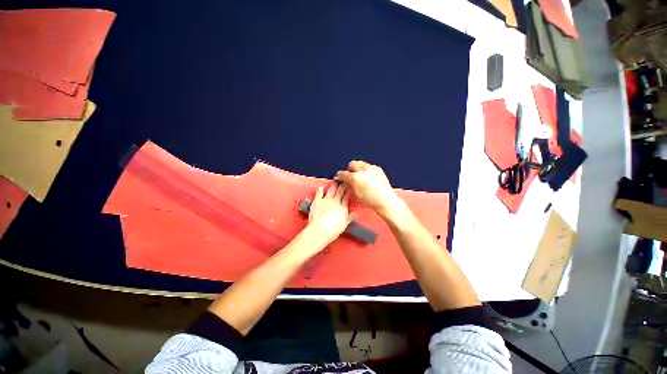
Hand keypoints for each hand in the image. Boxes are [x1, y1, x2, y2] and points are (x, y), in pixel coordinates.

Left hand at [307, 183, 351, 245]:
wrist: (321, 229)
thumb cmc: (334, 229)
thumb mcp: (345, 224)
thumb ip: (350, 217)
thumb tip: (356, 213)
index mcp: (343, 207)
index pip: (346, 197)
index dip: (348, 191)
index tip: (350, 186)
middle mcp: (335, 201)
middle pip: (340, 191)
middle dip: (342, 185)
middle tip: (344, 180)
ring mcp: (326, 200)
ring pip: (331, 190)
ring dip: (334, 185)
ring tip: (336, 181)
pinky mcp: (317, 201)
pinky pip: (319, 193)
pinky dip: (320, 189)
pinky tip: (321, 187)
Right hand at [335, 161, 401, 217]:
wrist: (385, 200)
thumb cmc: (371, 200)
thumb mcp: (355, 193)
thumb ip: (349, 184)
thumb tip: (345, 180)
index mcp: (355, 178)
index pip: (343, 173)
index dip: (340, 176)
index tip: (340, 177)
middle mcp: (363, 170)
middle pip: (352, 164)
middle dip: (349, 169)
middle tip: (350, 176)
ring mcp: (371, 168)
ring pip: (360, 163)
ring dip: (358, 169)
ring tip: (359, 177)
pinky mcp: (378, 168)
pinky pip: (368, 166)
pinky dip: (366, 170)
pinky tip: (368, 178)